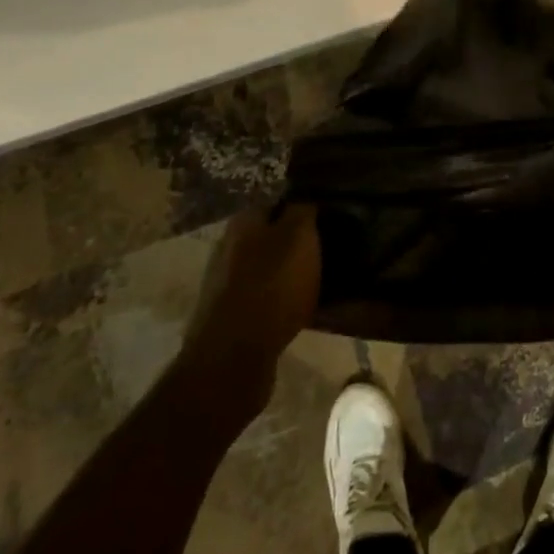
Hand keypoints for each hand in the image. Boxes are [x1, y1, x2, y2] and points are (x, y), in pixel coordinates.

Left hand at [182, 202, 320, 409]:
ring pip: (266, 268)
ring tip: (318, 281)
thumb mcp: (299, 237)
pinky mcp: (229, 316)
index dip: (304, 209)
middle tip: (327, 250)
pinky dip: (279, 301)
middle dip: (295, 243)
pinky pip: (262, 298)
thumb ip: (303, 210)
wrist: (234, 356)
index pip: (278, 203)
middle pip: (270, 236)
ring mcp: (225, 284)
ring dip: (287, 273)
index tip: (328, 219)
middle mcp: (229, 247)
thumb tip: (306, 196)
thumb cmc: (272, 286)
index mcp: (244, 222)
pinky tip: (299, 309)